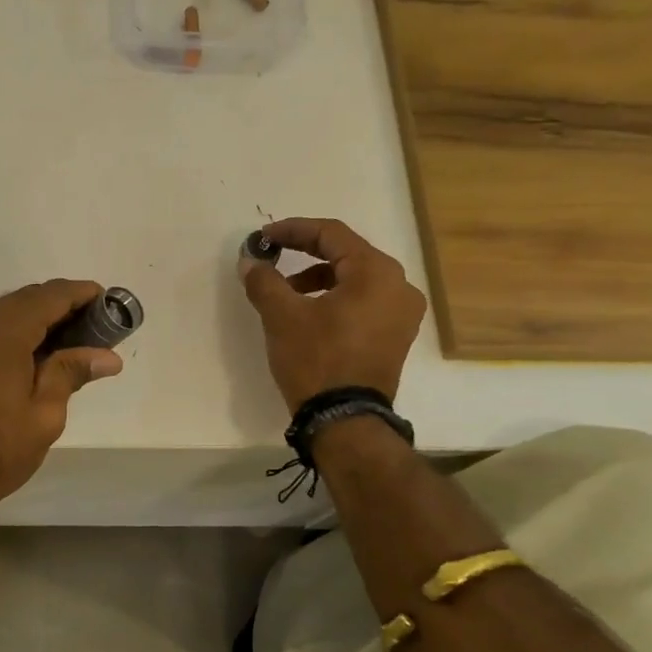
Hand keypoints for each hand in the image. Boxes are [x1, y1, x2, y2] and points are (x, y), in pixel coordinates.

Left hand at [0, 280, 123, 533]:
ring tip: (70, 345)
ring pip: (5, 313)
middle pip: (26, 299)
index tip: (109, 302)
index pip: (50, 296)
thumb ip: (71, 373)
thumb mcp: (44, 416)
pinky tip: (33, 357)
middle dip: (62, 308)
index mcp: (0, 332)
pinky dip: (14, 332)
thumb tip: (108, 356)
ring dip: (37, 320)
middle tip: (96, 331)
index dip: (81, 294)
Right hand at [239, 218, 426, 410]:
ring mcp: (403, 314)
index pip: (331, 234)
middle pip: (346, 255)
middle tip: (272, 261)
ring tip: (286, 295)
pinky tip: (310, 316)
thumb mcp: (282, 317)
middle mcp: (399, 286)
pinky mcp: (396, 337)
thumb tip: (249, 261)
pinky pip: (364, 303)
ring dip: (318, 280)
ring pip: (355, 280)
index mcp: (376, 272)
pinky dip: (336, 300)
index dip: (293, 231)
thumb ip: (264, 281)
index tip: (263, 238)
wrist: (344, 420)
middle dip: (305, 255)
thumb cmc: (316, 360)